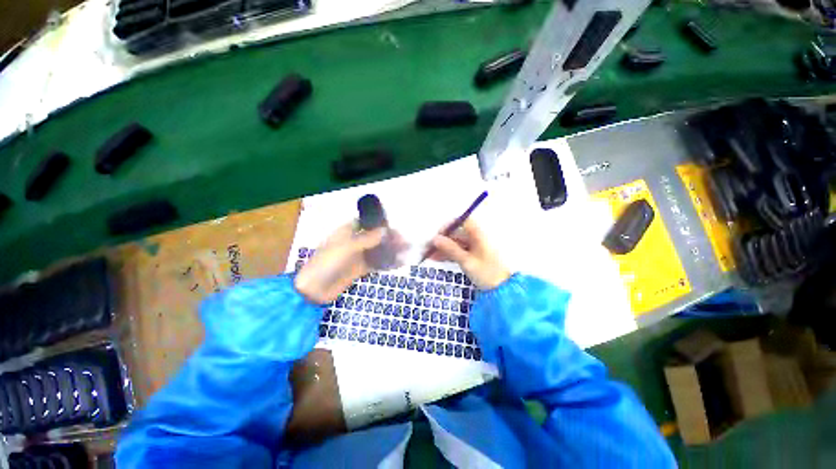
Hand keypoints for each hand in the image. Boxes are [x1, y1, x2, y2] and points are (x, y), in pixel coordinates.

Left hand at [295, 223, 403, 303]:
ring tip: (406, 251)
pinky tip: (398, 263)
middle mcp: (353, 242)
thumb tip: (385, 230)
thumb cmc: (327, 263)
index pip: (366, 223)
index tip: (394, 227)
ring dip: (391, 250)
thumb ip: (367, 239)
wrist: (314, 290)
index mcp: (346, 232)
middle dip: (389, 238)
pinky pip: (376, 263)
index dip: (379, 223)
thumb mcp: (346, 248)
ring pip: (377, 250)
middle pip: (374, 237)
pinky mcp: (360, 269)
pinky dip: (387, 263)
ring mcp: (357, 256)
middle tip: (404, 241)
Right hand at [429, 220, 510, 289]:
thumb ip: (450, 249)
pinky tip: (436, 258)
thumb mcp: (467, 261)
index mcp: (479, 234)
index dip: (449, 225)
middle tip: (428, 246)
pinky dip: (449, 254)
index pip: (462, 221)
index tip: (437, 234)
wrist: (502, 290)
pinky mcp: (473, 256)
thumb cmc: (487, 273)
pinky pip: (458, 251)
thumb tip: (435, 239)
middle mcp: (476, 238)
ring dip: (443, 248)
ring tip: (428, 254)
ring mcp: (475, 247)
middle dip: (442, 239)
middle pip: (457, 233)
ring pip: (456, 243)